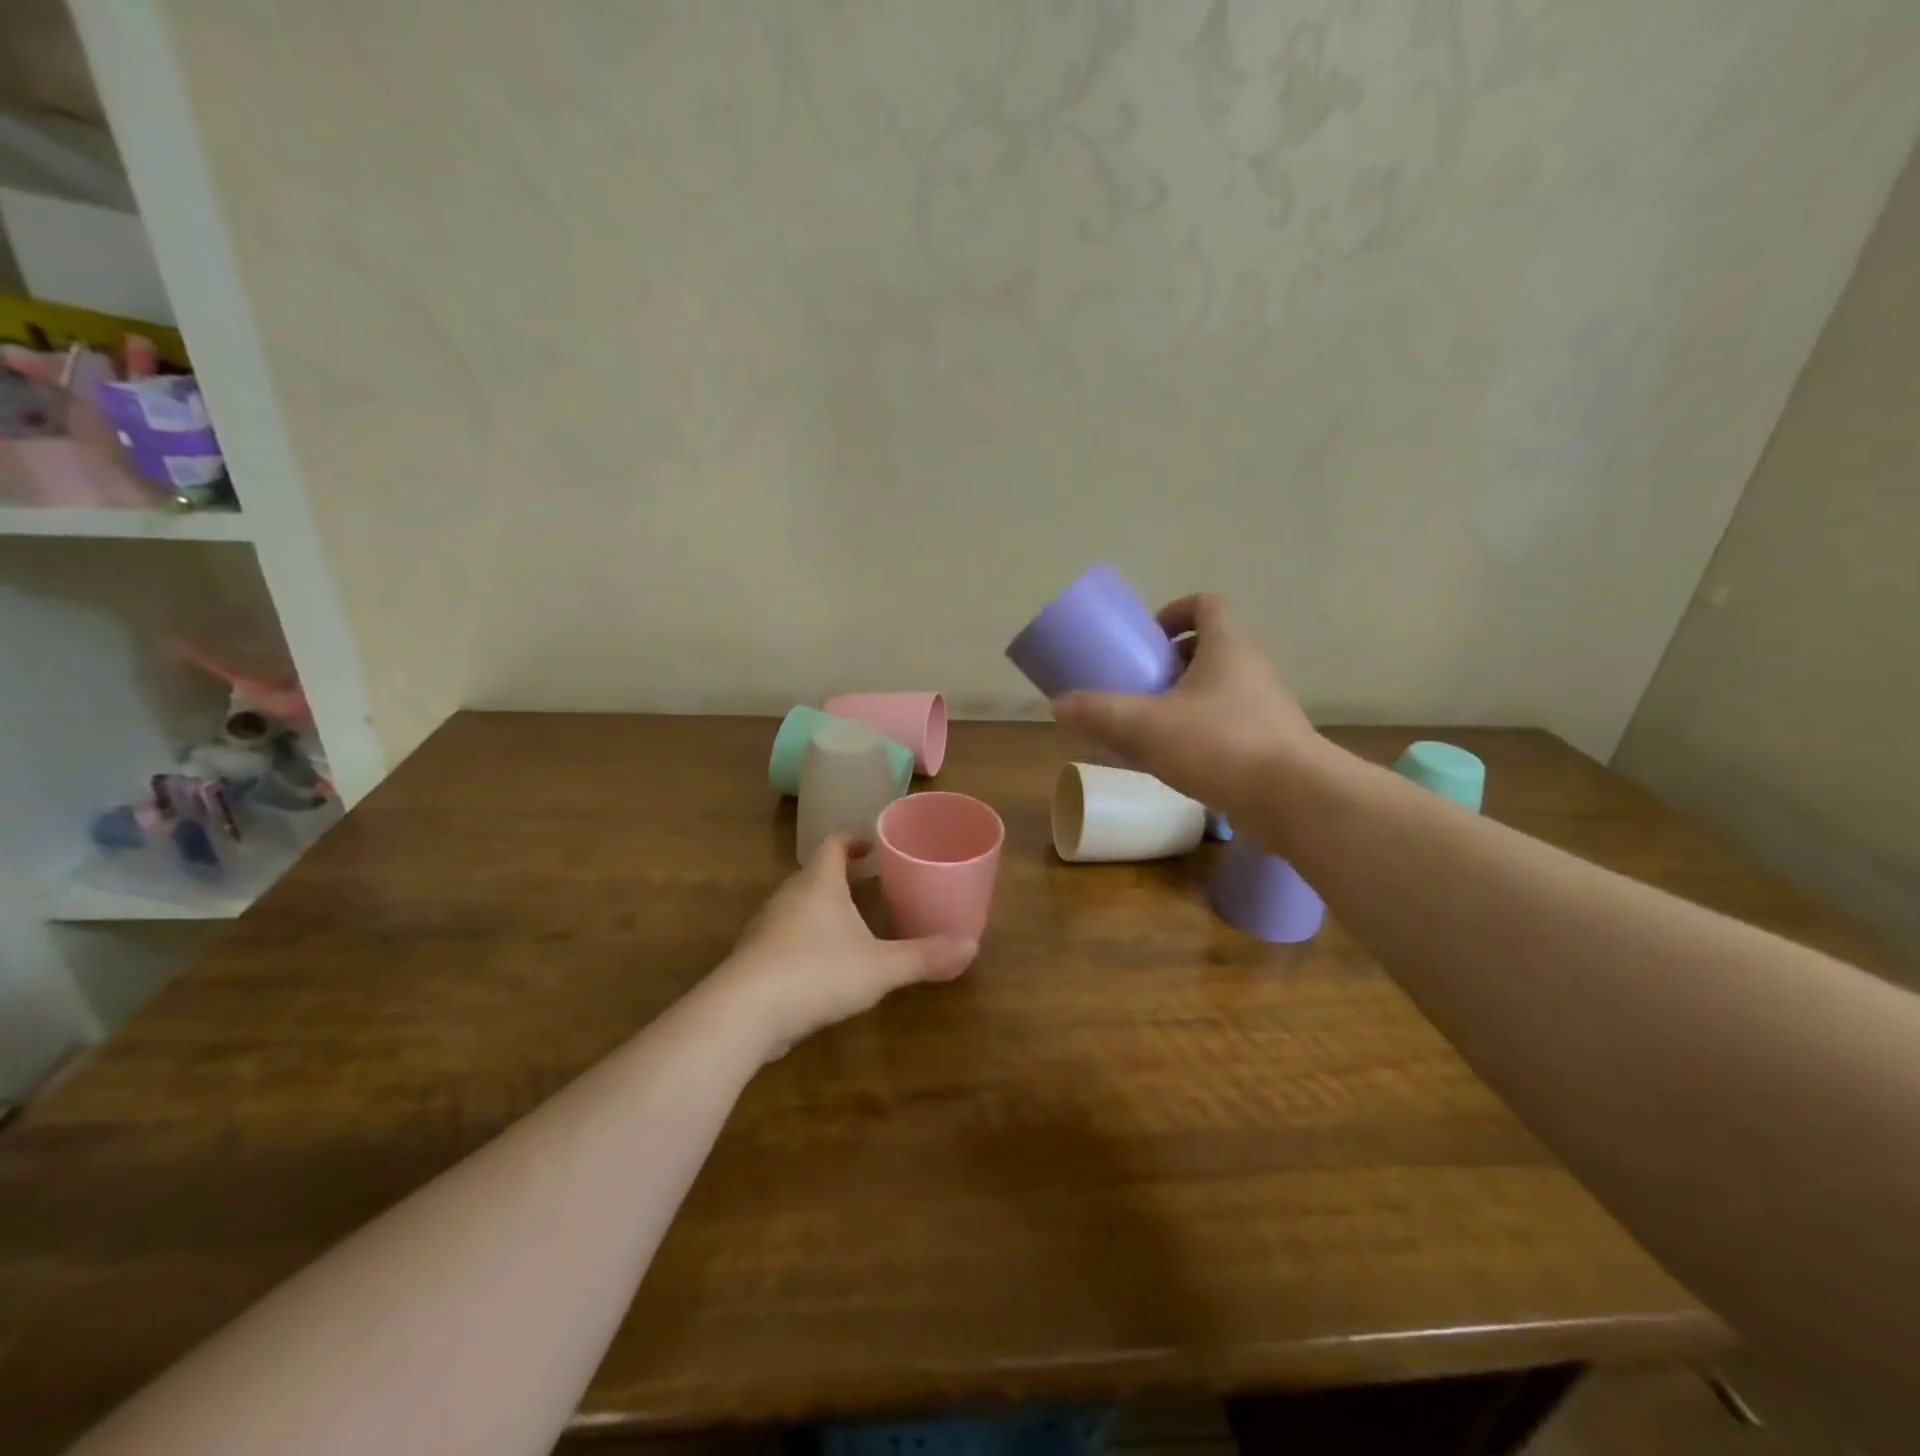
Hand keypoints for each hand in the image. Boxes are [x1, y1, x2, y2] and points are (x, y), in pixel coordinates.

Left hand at [716, 835, 975, 1060]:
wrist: (743, 1013)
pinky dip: (808, 939)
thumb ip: (924, 957)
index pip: (833, 844)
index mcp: (819, 882)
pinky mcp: (755, 958)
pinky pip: (786, 936)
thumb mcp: (880, 967)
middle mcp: (789, 896)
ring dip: (826, 909)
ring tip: (856, 925)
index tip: (874, 846)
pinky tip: (826, 966)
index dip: (854, 840)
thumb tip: (971, 947)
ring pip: (800, 906)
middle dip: (846, 878)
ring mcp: (767, 927)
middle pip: (817, 874)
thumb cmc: (817, 972)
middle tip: (876, 887)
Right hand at [1052, 593, 1320, 818]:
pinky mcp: (1272, 743)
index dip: (1176, 611)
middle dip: (1173, 661)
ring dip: (1187, 698)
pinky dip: (1203, 730)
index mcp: (1228, 647)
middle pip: (1212, 647)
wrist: (1293, 799)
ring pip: (1221, 688)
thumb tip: (1058, 706)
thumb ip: (1099, 714)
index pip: (1207, 604)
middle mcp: (1253, 668)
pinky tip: (1178, 759)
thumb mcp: (1145, 727)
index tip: (1149, 637)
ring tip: (1153, 724)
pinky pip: (1230, 722)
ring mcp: (1267, 707)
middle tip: (1142, 683)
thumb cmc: (1219, 745)